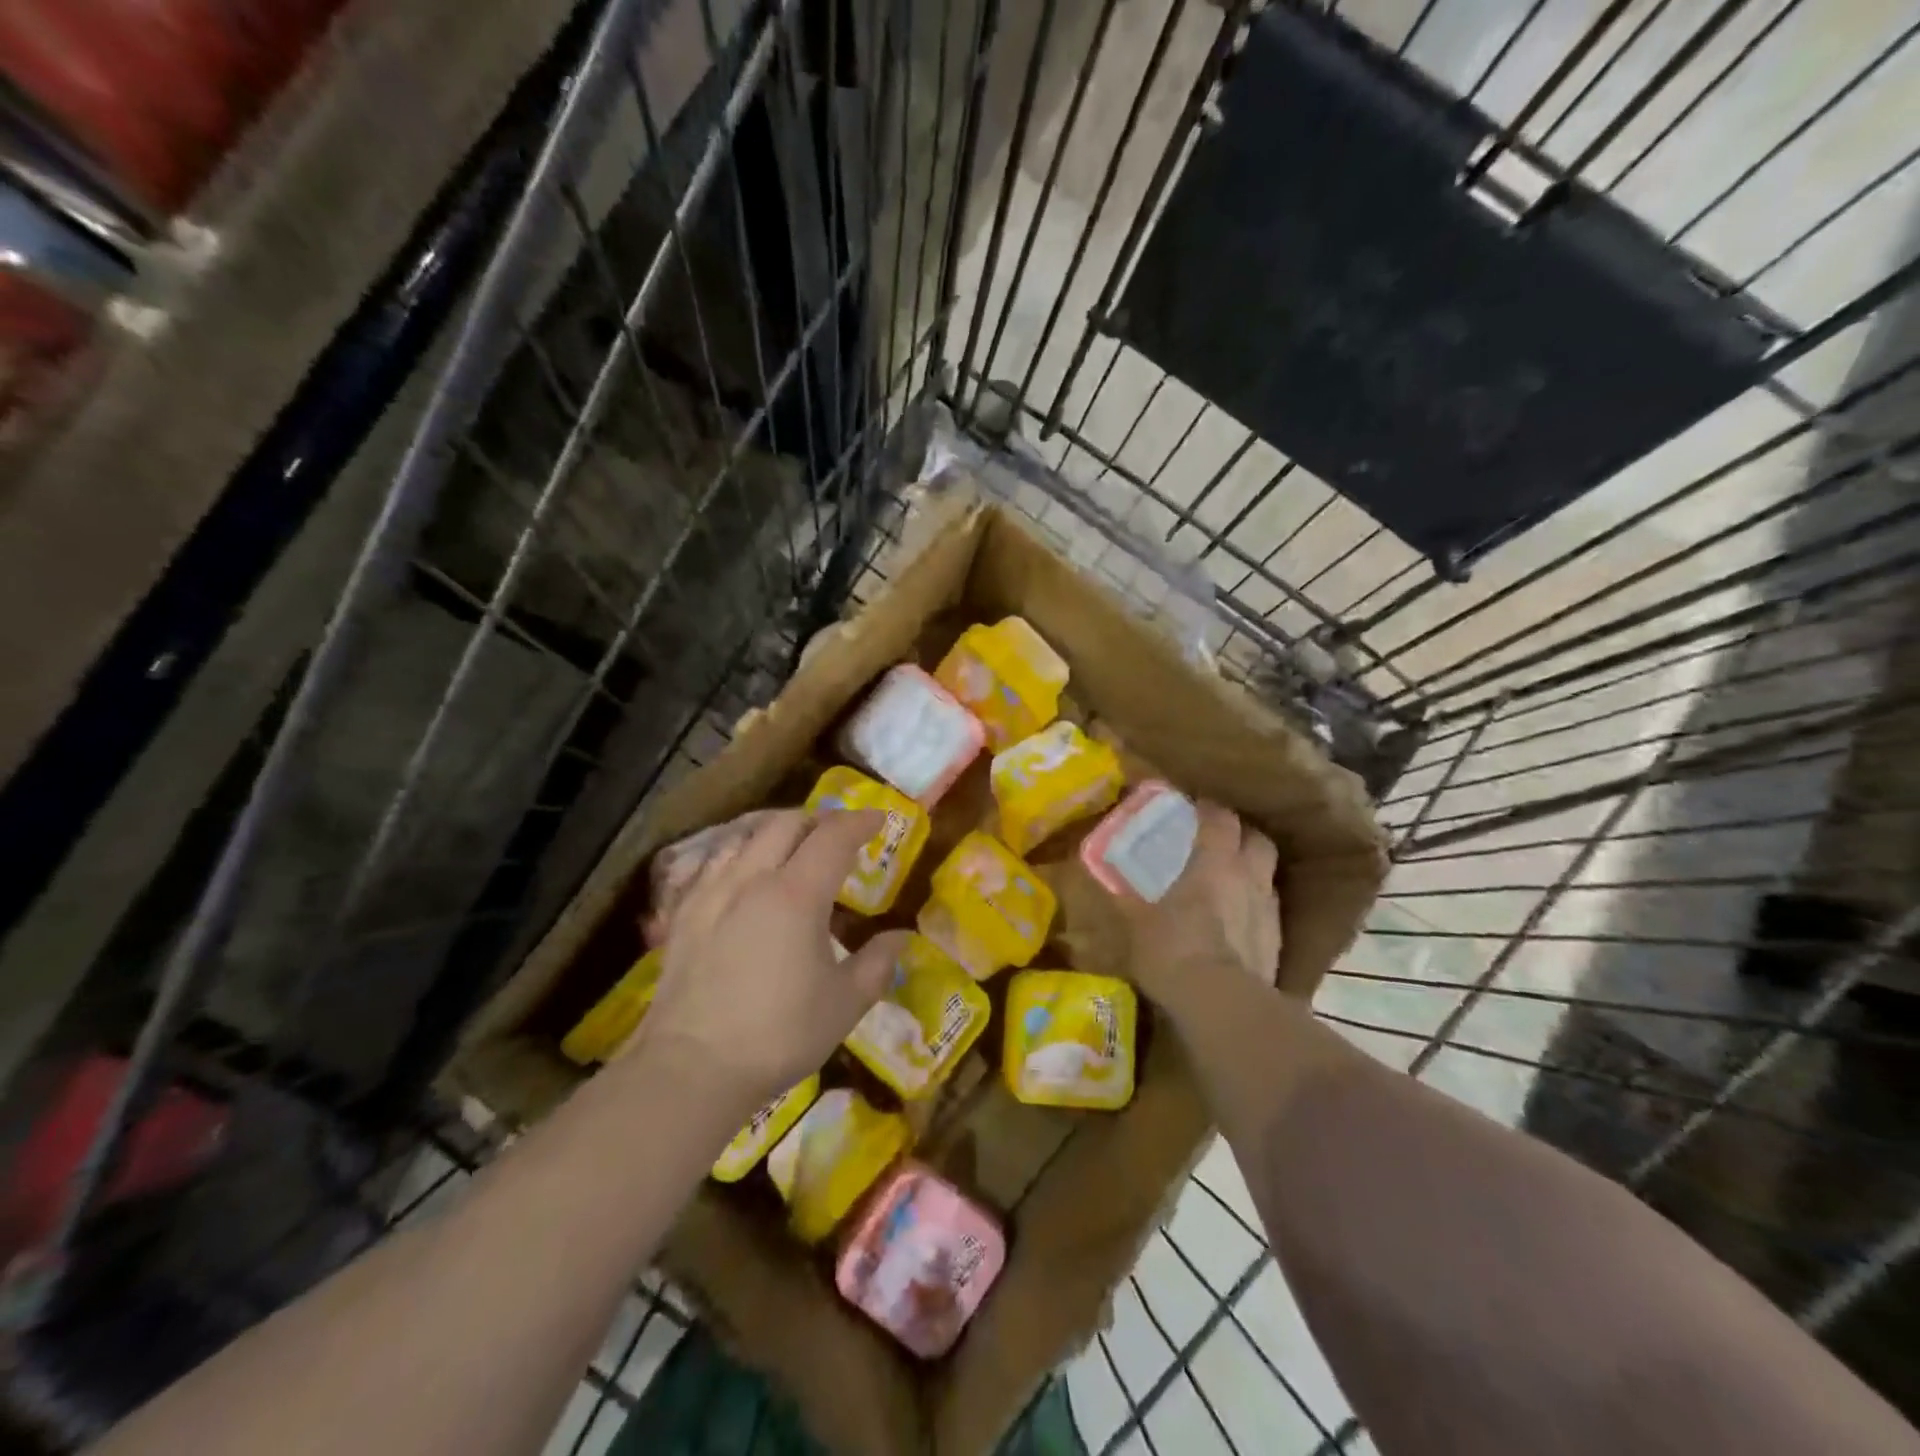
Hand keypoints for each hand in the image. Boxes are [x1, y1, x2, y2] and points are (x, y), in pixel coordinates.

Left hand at [644, 809, 907, 1106]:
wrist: (691, 1067)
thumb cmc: (779, 1034)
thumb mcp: (844, 1003)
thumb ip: (877, 962)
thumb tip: (900, 937)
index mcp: (797, 894)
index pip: (833, 836)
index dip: (860, 822)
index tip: (879, 820)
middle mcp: (752, 878)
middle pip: (787, 823)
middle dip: (819, 820)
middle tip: (839, 836)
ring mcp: (712, 892)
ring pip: (748, 835)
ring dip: (779, 831)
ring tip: (795, 849)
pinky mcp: (684, 912)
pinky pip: (717, 862)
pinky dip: (743, 853)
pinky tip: (747, 875)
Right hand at [1118, 801, 1280, 1007]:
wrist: (1221, 1003)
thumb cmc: (1172, 949)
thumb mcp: (1138, 921)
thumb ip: (1128, 895)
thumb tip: (1110, 877)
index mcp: (1214, 861)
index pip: (1220, 817)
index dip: (1208, 809)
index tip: (1194, 808)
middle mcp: (1248, 876)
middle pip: (1256, 838)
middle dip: (1240, 834)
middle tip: (1218, 841)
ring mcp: (1268, 909)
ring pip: (1267, 873)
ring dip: (1252, 870)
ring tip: (1230, 881)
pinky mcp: (1278, 941)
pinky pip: (1268, 910)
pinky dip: (1255, 907)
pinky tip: (1238, 922)